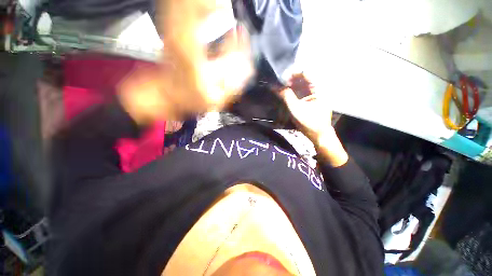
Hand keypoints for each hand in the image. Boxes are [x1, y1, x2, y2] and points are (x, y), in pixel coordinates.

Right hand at [279, 74, 347, 166]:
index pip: (305, 73)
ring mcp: (314, 94)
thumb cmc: (309, 122)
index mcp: (318, 88)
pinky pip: (300, 91)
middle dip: (289, 79)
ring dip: (290, 85)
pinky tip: (284, 92)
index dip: (292, 73)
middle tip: (278, 82)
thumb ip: (286, 96)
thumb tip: (274, 86)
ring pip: (301, 85)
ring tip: (279, 87)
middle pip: (302, 78)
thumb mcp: (296, 108)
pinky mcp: (310, 99)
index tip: (281, 77)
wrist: (318, 134)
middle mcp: (317, 88)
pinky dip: (292, 91)